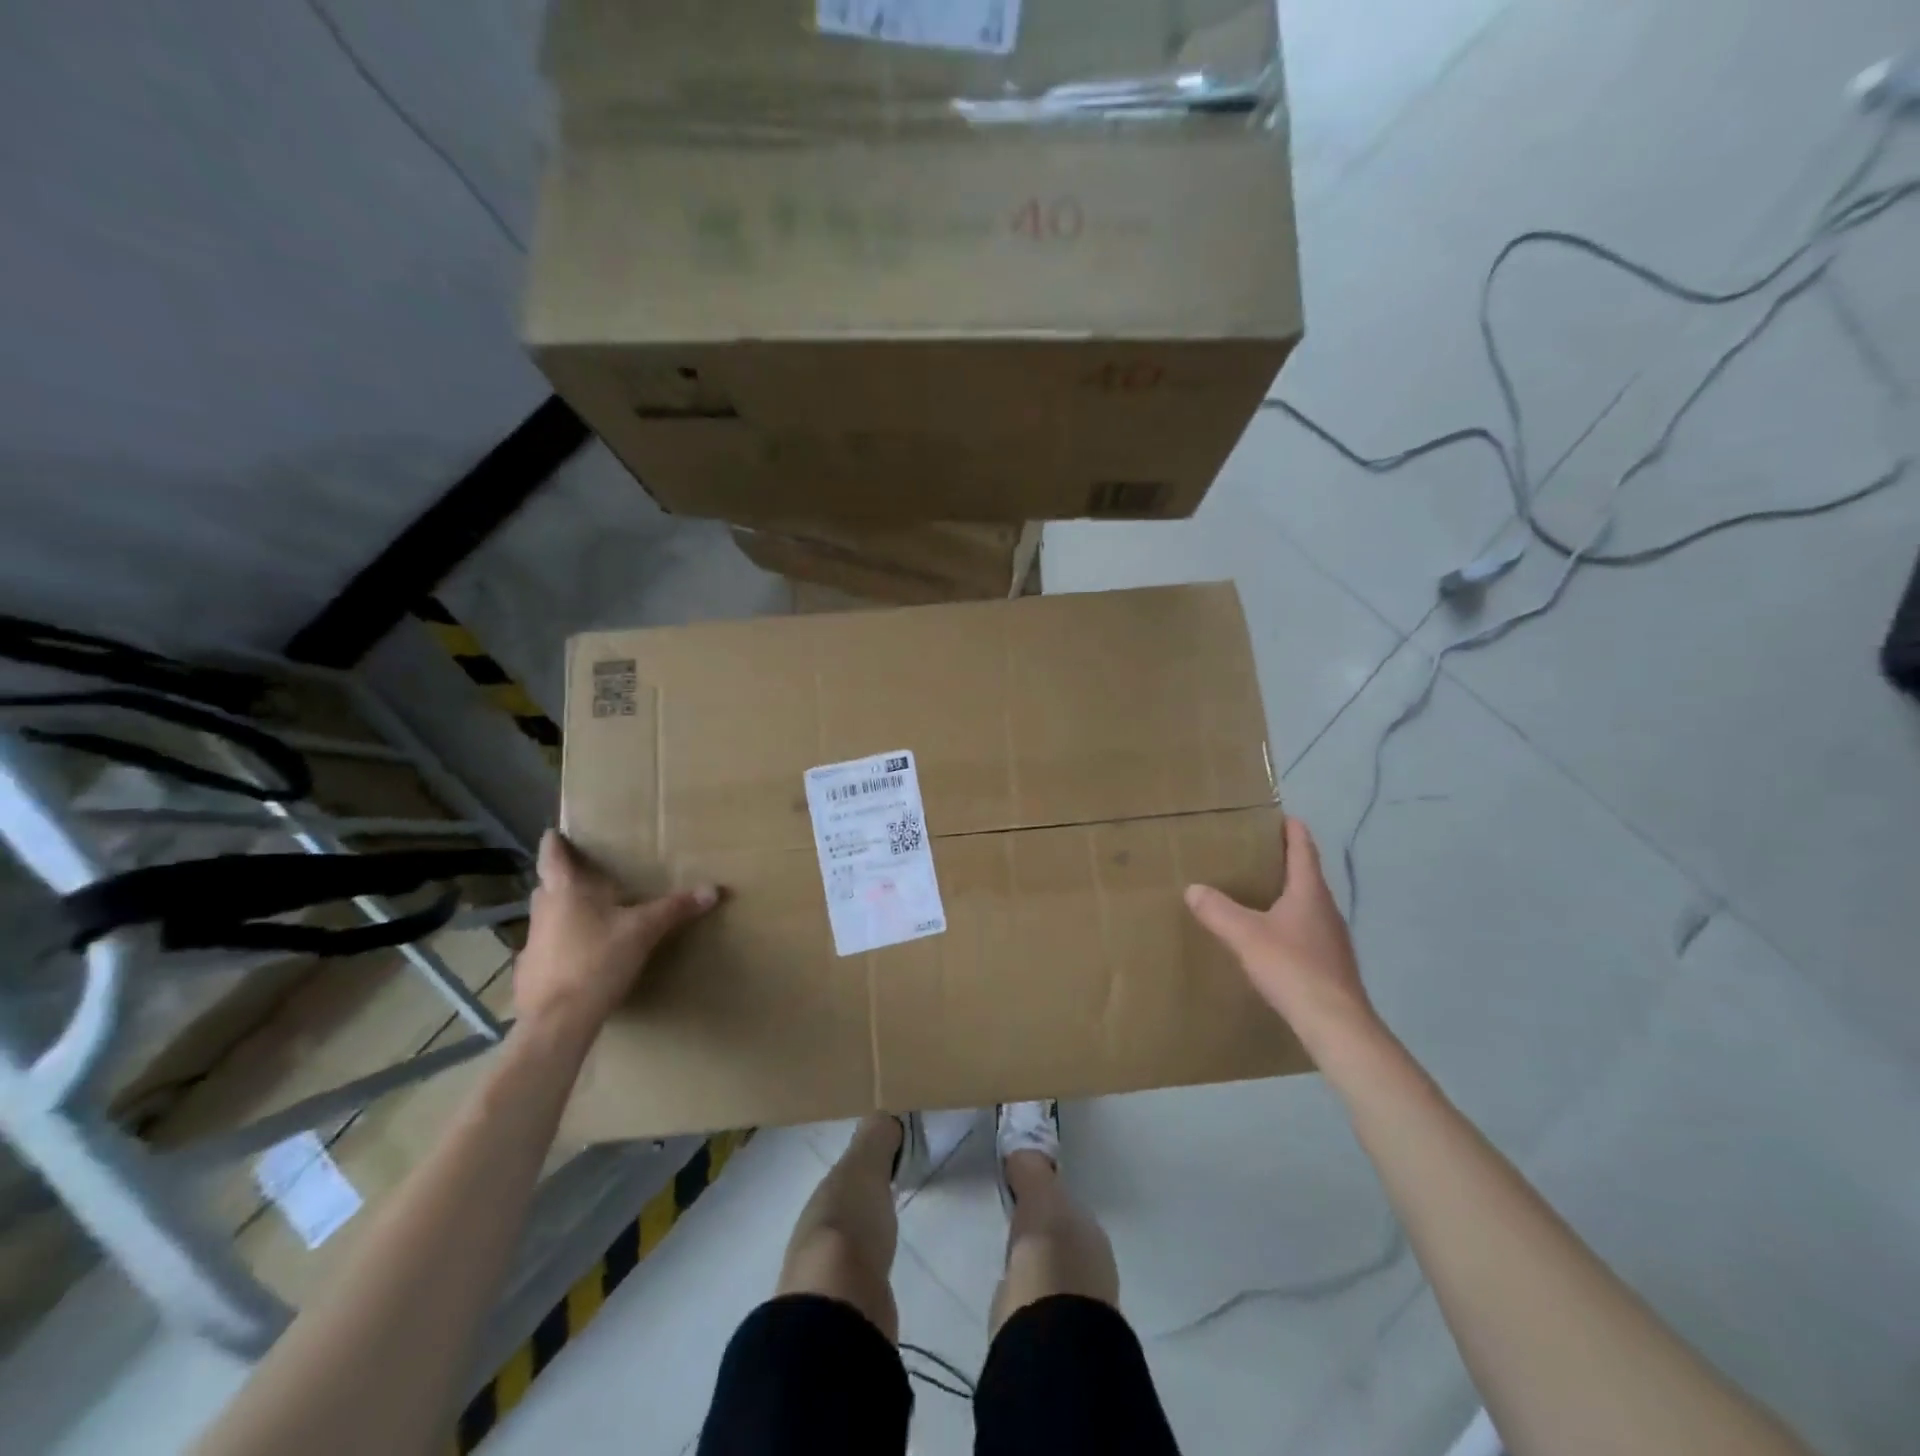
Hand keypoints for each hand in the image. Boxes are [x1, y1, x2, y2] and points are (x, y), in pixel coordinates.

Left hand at [514, 830, 719, 1043]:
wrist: (558, 1022)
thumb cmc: (598, 962)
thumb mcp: (645, 931)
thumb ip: (676, 908)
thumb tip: (714, 889)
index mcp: (566, 891)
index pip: (552, 854)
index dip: (555, 841)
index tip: (557, 832)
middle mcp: (543, 910)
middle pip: (548, 885)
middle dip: (563, 878)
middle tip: (587, 875)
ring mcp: (531, 943)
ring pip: (546, 917)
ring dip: (562, 913)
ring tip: (589, 916)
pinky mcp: (528, 972)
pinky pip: (545, 949)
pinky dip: (560, 947)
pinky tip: (579, 959)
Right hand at [1185, 816, 1377, 1050]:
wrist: (1335, 1025)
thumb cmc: (1292, 968)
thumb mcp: (1245, 935)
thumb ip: (1217, 910)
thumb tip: (1193, 888)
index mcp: (1309, 893)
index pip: (1304, 851)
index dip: (1294, 831)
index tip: (1283, 816)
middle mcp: (1326, 910)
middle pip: (1308, 877)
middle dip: (1287, 862)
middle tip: (1258, 852)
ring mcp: (1333, 939)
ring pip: (1309, 906)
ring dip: (1289, 894)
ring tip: (1260, 892)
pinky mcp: (1331, 964)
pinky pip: (1308, 931)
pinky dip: (1291, 923)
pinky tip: (1273, 937)